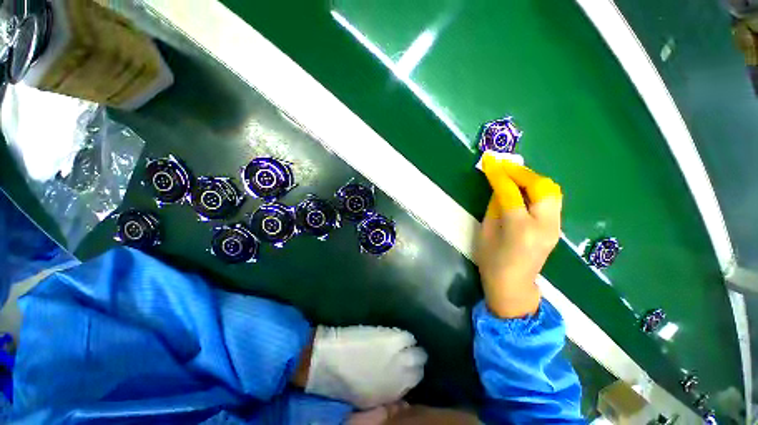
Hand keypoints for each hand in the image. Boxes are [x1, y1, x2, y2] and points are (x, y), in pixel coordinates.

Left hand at [304, 326, 426, 408]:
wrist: (325, 359)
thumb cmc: (341, 381)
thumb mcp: (365, 398)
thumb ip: (386, 398)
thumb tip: (403, 397)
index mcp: (390, 393)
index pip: (415, 383)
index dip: (413, 374)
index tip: (409, 368)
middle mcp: (399, 376)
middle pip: (419, 366)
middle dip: (416, 361)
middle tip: (408, 353)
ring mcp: (396, 356)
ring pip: (417, 350)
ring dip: (411, 347)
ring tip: (402, 343)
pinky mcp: (390, 338)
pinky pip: (408, 337)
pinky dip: (405, 337)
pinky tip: (397, 335)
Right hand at [477, 152, 562, 318]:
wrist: (514, 285)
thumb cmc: (492, 261)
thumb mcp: (485, 233)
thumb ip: (494, 207)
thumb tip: (499, 187)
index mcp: (520, 229)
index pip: (511, 193)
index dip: (498, 174)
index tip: (489, 160)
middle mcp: (544, 225)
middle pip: (541, 186)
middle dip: (520, 171)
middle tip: (503, 166)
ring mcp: (555, 226)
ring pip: (552, 190)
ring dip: (531, 178)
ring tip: (513, 175)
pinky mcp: (557, 227)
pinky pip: (551, 199)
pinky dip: (537, 189)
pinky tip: (523, 189)